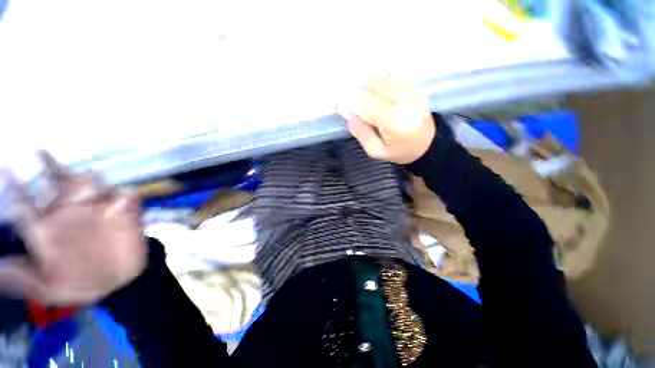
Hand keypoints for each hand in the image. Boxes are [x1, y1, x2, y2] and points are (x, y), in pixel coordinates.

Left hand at [0, 153, 145, 305]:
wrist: (118, 283)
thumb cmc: (78, 284)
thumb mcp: (47, 289)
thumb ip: (21, 279)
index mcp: (46, 229)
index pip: (25, 203)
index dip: (15, 187)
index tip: (5, 170)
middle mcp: (68, 213)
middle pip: (56, 181)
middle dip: (48, 165)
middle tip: (38, 151)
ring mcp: (97, 211)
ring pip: (91, 183)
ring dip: (87, 182)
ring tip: (86, 187)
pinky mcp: (125, 213)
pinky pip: (127, 196)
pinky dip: (125, 196)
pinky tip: (121, 202)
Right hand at [338, 77, 435, 163]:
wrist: (428, 145)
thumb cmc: (400, 151)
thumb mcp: (376, 151)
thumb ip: (361, 132)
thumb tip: (347, 113)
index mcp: (395, 123)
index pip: (367, 104)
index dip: (349, 102)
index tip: (338, 104)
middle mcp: (405, 102)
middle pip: (372, 86)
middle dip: (354, 90)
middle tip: (345, 99)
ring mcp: (410, 91)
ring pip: (379, 78)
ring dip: (363, 85)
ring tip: (356, 97)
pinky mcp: (413, 86)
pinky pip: (388, 78)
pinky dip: (374, 83)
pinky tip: (370, 93)